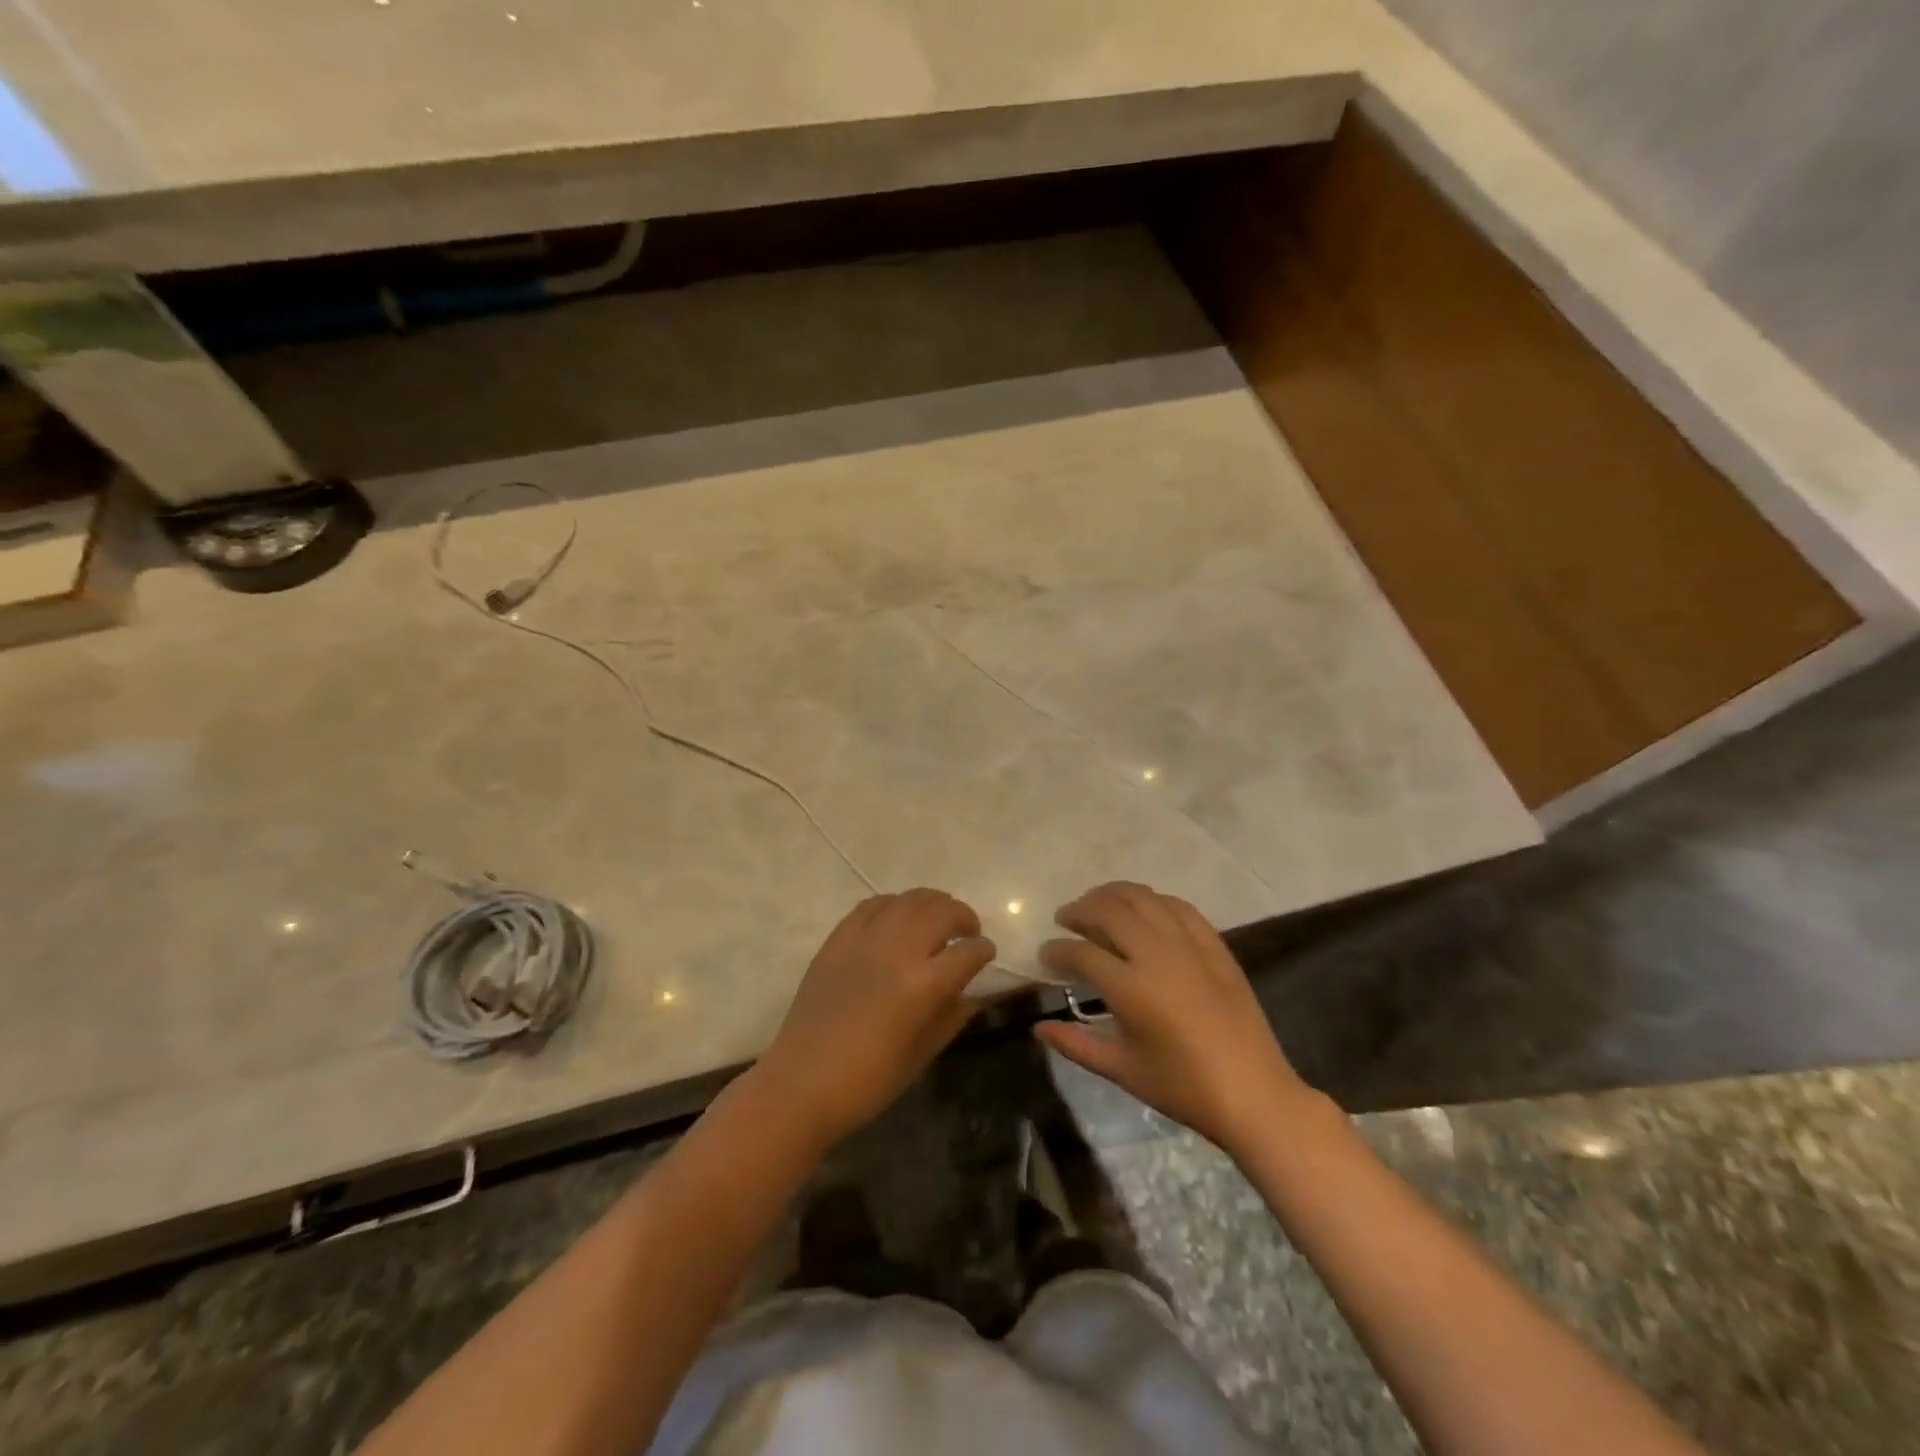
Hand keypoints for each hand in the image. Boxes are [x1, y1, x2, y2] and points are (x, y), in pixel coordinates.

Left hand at [752, 890, 995, 1149]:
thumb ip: (951, 1017)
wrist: (802, 1083)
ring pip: (908, 900)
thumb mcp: (922, 1054)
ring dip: (932, 903)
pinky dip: (893, 904)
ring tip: (938, 916)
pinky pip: (872, 905)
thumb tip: (971, 994)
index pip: (968, 952)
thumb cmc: (868, 1081)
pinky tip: (898, 916)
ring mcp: (865, 939)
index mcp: (924, 985)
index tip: (986, 952)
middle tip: (967, 930)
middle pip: (941, 911)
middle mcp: (898, 951)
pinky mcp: (838, 939)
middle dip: (963, 917)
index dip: (983, 950)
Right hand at [1035, 881, 1313, 1153]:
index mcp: (1131, 988)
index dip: (1056, 951)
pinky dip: (1152, 900)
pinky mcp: (1214, 944)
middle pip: (1108, 910)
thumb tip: (1038, 1027)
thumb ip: (1075, 1044)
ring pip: (1142, 898)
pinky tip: (1142, 910)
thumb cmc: (1182, 1087)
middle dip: (1079, 910)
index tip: (1045, 955)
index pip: (1080, 953)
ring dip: (1112, 895)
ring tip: (1096, 904)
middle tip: (1065, 919)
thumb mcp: (1122, 1069)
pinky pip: (1177, 906)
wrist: (1253, 1093)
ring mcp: (1189, 945)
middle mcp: (1157, 954)